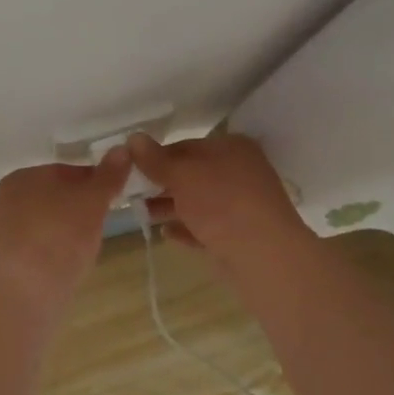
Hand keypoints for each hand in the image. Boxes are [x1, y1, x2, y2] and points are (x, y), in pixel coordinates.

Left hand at [0, 147, 130, 302]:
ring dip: (71, 230)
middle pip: (59, 196)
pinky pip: (42, 245)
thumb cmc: (60, 236)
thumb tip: (122, 149)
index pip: (68, 171)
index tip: (115, 198)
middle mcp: (9, 198)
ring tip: (88, 248)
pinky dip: (58, 250)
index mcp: (24, 175)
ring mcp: (7, 230)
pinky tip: (70, 263)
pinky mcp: (10, 259)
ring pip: (51, 222)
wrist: (26, 292)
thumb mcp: (92, 201)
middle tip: (103, 225)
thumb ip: (108, 175)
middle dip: (82, 208)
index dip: (95, 183)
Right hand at [127, 131, 311, 263]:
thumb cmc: (222, 203)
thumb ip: (156, 159)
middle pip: (192, 174)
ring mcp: (240, 206)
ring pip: (198, 203)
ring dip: (170, 207)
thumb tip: (133, 138)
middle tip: (130, 192)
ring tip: (142, 214)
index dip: (157, 156)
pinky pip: (206, 228)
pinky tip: (165, 233)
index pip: (186, 146)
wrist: (263, 257)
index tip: (130, 167)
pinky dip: (186, 229)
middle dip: (161, 183)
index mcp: (232, 148)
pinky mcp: (238, 237)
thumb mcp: (183, 175)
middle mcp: (239, 173)